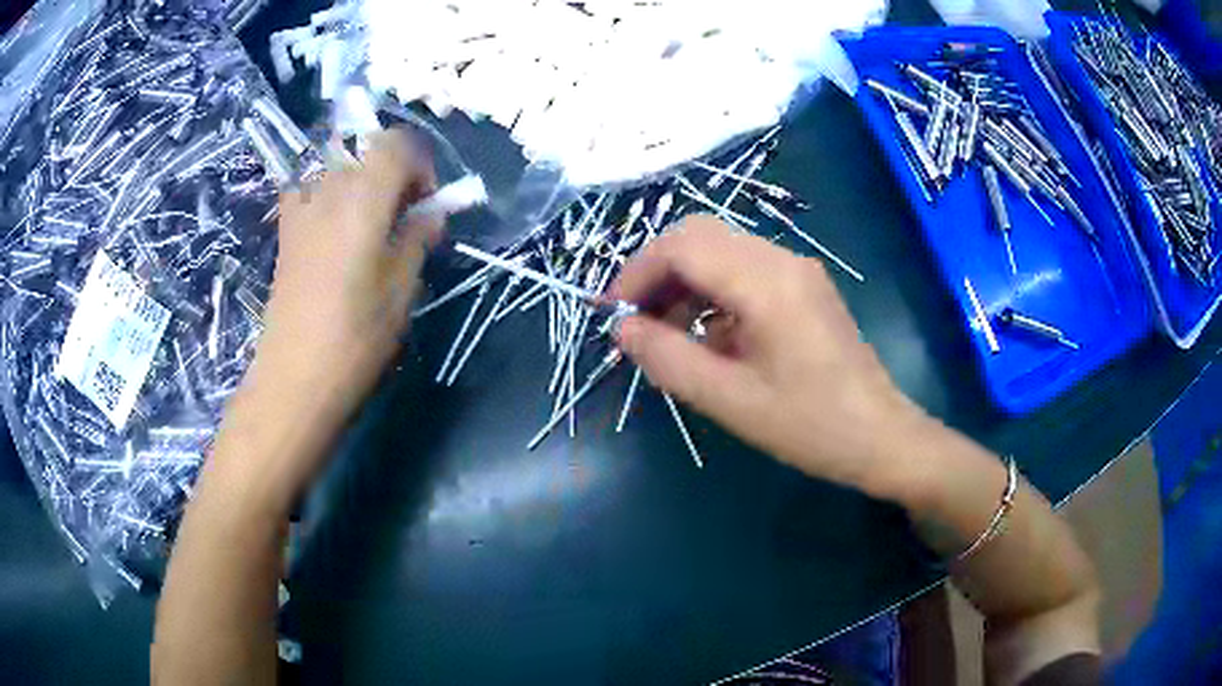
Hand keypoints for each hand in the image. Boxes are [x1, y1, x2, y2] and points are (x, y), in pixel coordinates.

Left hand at [208, 130, 441, 510]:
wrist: (296, 375)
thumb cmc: (356, 337)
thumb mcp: (403, 288)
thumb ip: (418, 237)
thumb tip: (431, 214)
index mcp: (362, 199)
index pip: (395, 143)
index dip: (420, 163)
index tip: (427, 203)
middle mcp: (328, 189)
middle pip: (365, 147)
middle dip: (393, 168)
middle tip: (403, 211)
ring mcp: (301, 207)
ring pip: (337, 162)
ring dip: (363, 177)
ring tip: (372, 218)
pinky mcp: (287, 229)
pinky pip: (309, 185)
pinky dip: (330, 189)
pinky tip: (337, 222)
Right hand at [610, 215, 928, 497]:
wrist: (880, 435)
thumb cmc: (808, 425)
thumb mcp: (728, 399)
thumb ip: (667, 359)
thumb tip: (622, 329)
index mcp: (766, 281)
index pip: (682, 246)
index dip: (637, 273)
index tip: (614, 315)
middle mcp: (781, 260)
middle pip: (699, 236)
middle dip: (656, 272)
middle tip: (634, 321)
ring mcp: (796, 270)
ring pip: (720, 250)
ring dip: (683, 282)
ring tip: (663, 333)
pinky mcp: (803, 286)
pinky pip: (743, 270)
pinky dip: (711, 293)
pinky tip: (705, 336)